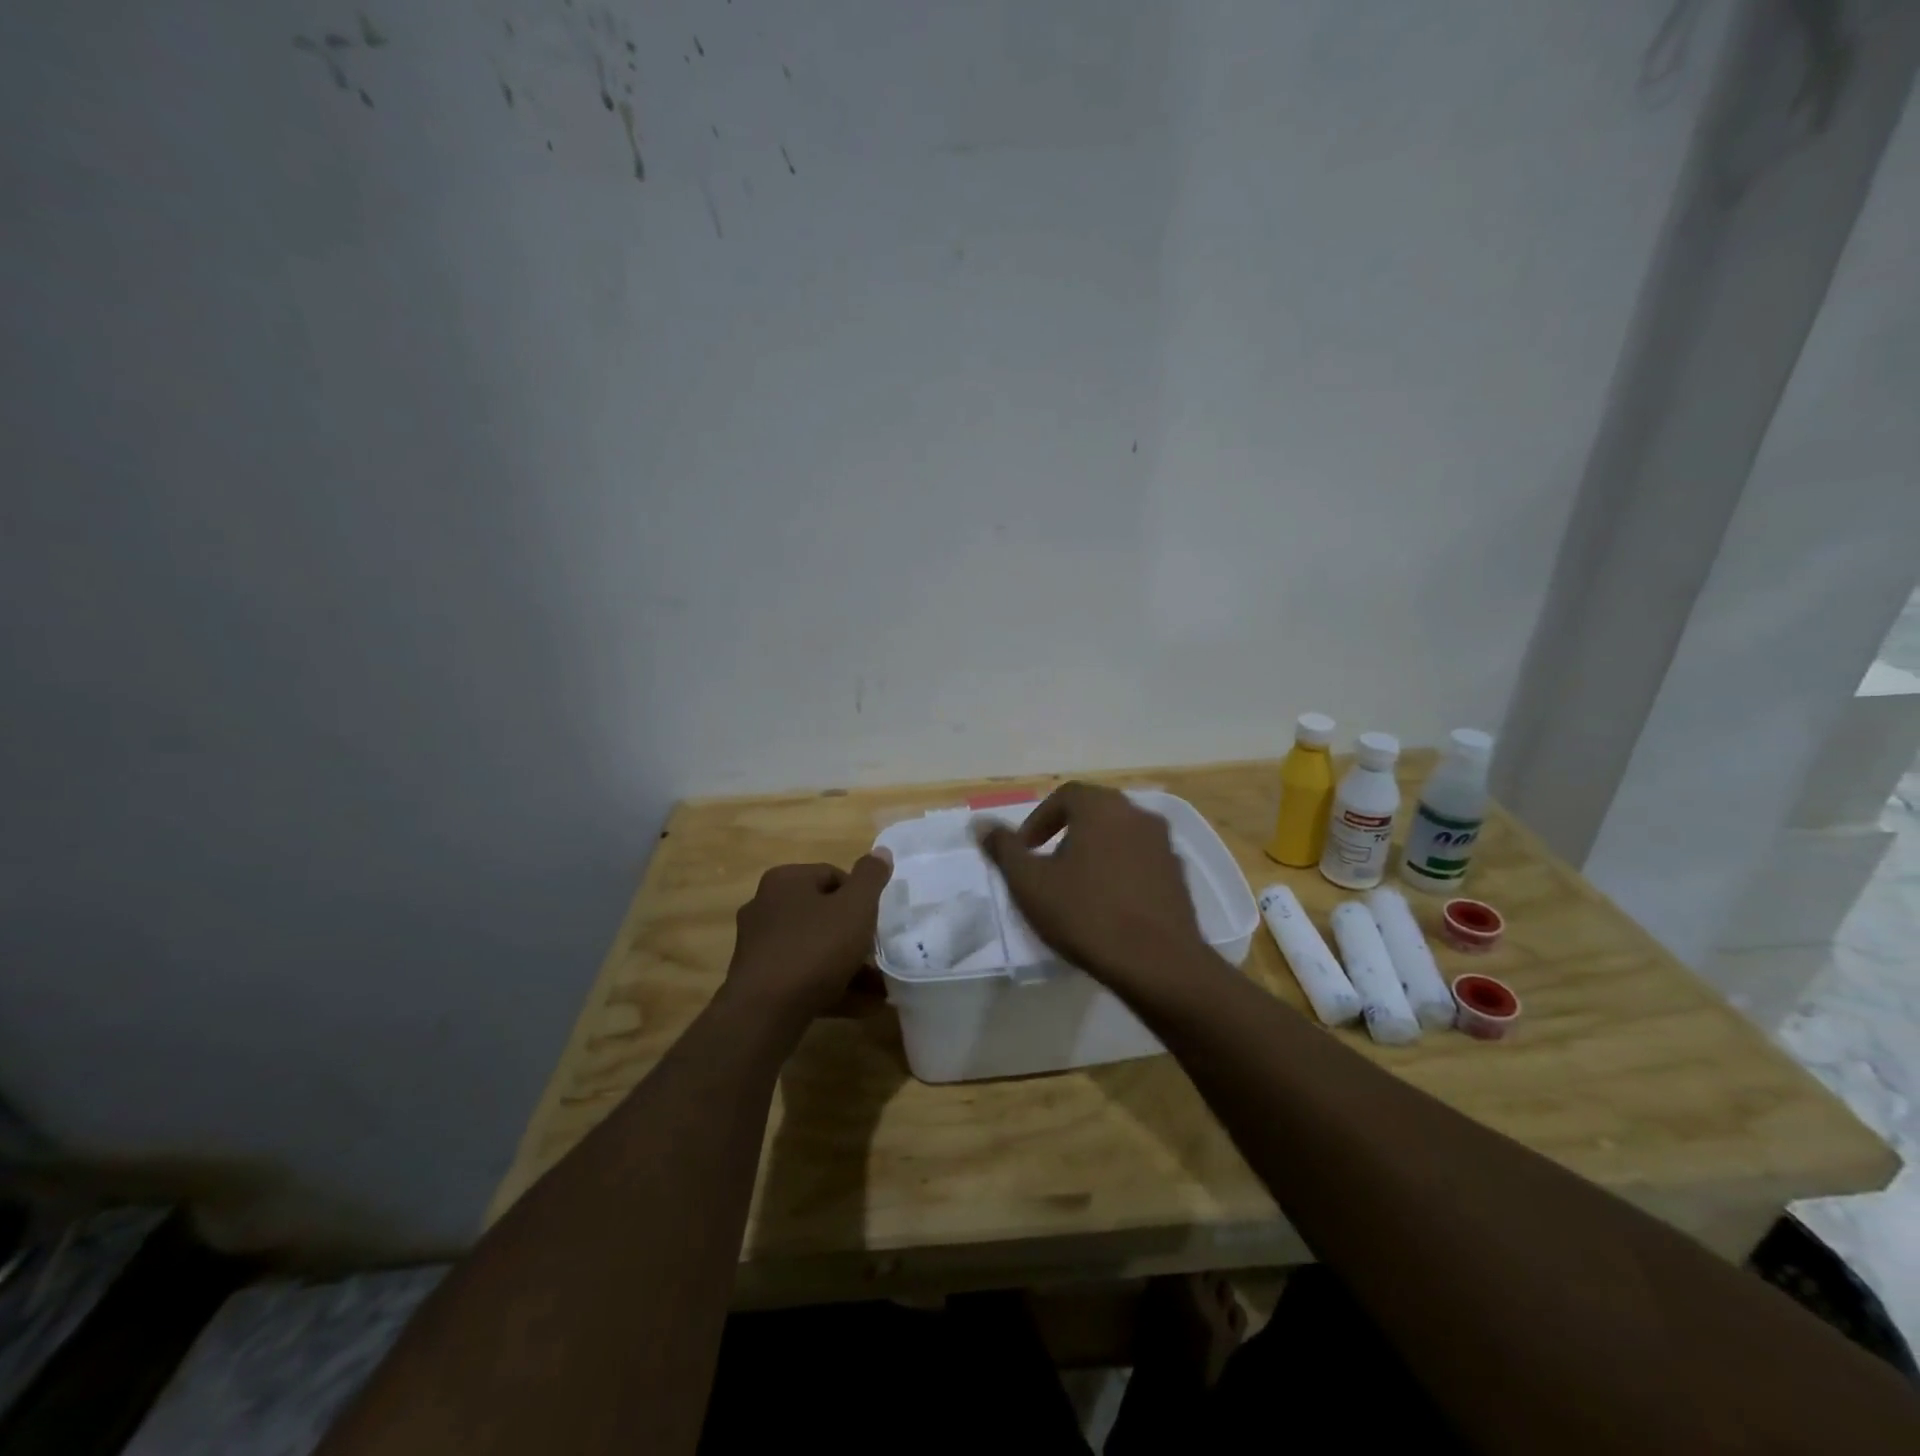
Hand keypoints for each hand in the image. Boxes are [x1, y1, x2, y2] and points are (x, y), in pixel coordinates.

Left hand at [726, 852, 893, 1022]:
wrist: (765, 1012)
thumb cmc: (815, 948)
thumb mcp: (855, 907)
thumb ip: (871, 877)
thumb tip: (881, 852)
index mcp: (785, 881)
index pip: (833, 876)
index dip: (861, 898)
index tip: (877, 922)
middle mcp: (766, 906)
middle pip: (823, 914)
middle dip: (855, 936)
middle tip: (880, 954)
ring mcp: (760, 946)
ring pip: (815, 949)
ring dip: (848, 966)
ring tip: (880, 988)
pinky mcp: (759, 980)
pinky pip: (803, 976)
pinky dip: (831, 986)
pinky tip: (861, 1006)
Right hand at [976, 782, 1204, 982]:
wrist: (1158, 962)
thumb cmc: (1086, 914)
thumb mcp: (1030, 883)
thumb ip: (1004, 849)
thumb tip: (980, 823)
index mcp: (1102, 807)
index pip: (1064, 795)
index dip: (1038, 819)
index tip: (1025, 850)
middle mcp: (1137, 814)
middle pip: (1094, 811)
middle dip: (1066, 833)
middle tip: (1046, 866)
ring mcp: (1163, 844)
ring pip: (1119, 835)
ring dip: (1094, 851)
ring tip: (1076, 887)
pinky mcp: (1178, 874)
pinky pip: (1140, 860)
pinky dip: (1120, 870)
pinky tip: (1108, 905)